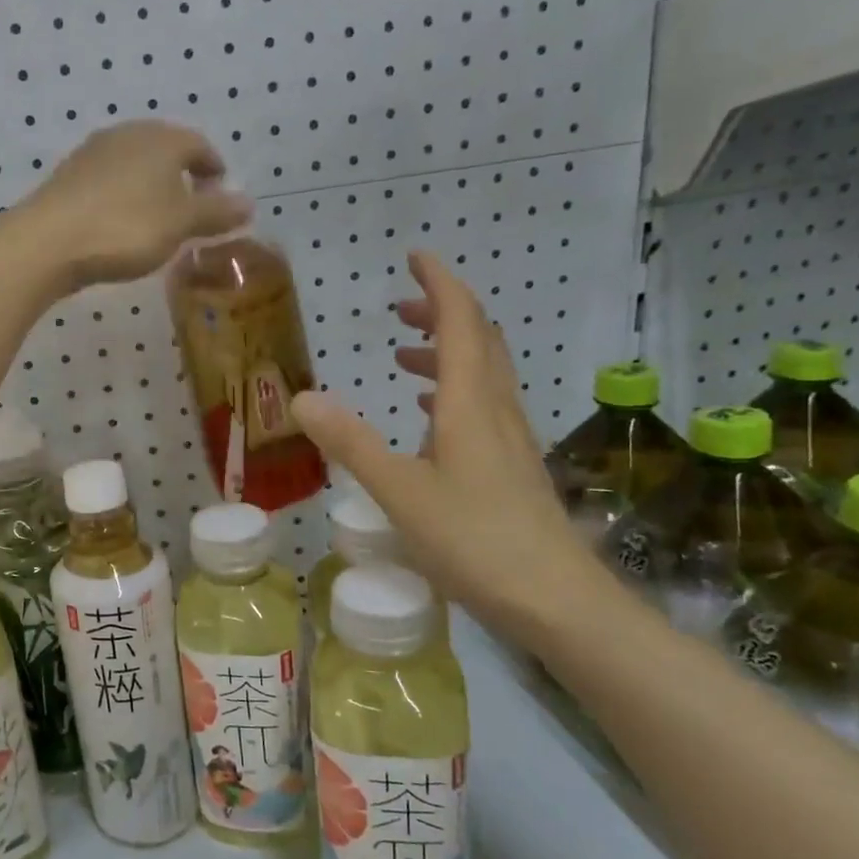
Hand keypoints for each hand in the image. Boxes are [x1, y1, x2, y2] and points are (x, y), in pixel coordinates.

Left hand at [18, 121, 250, 289]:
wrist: (49, 241)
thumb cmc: (126, 227)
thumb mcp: (180, 223)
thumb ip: (216, 212)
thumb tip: (249, 203)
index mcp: (162, 138)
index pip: (198, 144)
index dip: (213, 167)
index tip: (220, 190)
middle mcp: (127, 135)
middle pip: (164, 149)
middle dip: (182, 175)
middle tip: (192, 205)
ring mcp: (92, 153)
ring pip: (134, 164)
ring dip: (151, 186)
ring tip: (158, 217)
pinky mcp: (68, 177)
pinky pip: (108, 181)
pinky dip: (124, 196)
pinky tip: (121, 222)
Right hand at [290, 251, 614, 647]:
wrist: (557, 601)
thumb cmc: (476, 541)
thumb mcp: (400, 492)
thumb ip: (351, 443)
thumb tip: (300, 397)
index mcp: (471, 404)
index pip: (461, 322)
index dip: (439, 285)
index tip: (415, 258)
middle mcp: (496, 410)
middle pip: (478, 340)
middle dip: (443, 312)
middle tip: (402, 306)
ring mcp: (510, 439)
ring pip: (483, 374)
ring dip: (448, 352)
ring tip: (405, 355)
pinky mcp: (513, 467)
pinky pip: (484, 407)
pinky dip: (454, 391)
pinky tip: (431, 416)